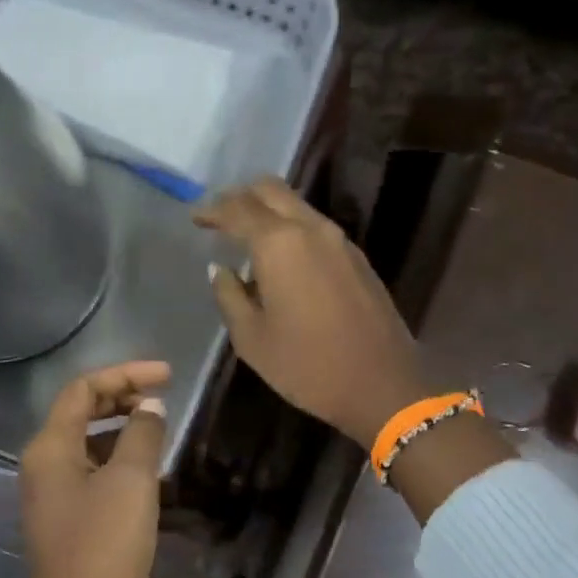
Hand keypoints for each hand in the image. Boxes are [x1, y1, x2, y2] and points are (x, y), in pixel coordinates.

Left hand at [19, 360, 170, 577]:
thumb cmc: (104, 546)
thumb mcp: (131, 483)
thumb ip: (142, 435)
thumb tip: (150, 406)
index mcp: (49, 449)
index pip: (82, 390)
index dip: (125, 374)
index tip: (169, 376)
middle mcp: (43, 467)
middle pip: (80, 414)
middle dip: (121, 399)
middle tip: (164, 397)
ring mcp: (54, 497)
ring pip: (88, 447)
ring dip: (122, 432)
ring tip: (160, 432)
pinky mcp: (69, 524)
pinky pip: (93, 476)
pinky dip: (120, 464)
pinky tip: (150, 476)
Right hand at [196, 179, 428, 445]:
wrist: (381, 386)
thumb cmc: (307, 366)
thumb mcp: (252, 339)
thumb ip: (230, 296)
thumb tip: (221, 270)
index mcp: (280, 244)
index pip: (238, 210)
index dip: (213, 210)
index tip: (195, 217)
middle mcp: (312, 230)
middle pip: (272, 191)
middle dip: (241, 196)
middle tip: (219, 215)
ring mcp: (340, 242)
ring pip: (297, 206)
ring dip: (268, 211)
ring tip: (246, 234)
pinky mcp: (357, 259)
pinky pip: (316, 228)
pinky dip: (291, 229)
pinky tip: (280, 257)